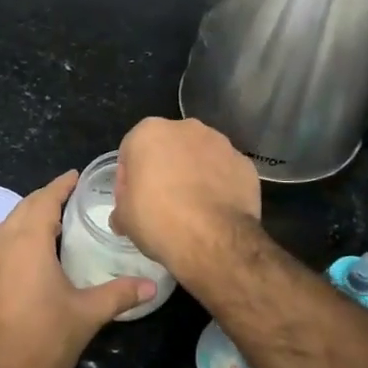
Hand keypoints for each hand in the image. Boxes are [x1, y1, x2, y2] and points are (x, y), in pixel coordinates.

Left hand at [0, 171, 154, 367]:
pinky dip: (13, 239)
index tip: (75, 176)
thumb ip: (119, 294)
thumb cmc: (44, 343)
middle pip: (22, 210)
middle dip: (44, 199)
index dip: (60, 186)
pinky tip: (28, 256)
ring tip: (50, 222)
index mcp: (27, 244)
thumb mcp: (87, 316)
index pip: (44, 201)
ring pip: (5, 227)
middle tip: (68, 197)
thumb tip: (152, 285)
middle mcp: (1, 247)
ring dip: (26, 218)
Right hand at [111, 118, 260, 278]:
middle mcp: (186, 128)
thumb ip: (122, 207)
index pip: (131, 150)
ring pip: (199, 157)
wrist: (213, 239)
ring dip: (193, 174)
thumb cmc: (158, 220)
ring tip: (191, 208)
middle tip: (161, 203)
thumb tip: (124, 216)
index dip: (128, 177)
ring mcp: (221, 143)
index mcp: (149, 132)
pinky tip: (215, 211)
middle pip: (168, 147)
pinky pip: (224, 172)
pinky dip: (219, 186)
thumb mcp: (124, 218)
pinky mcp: (245, 164)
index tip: (132, 201)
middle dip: (164, 169)